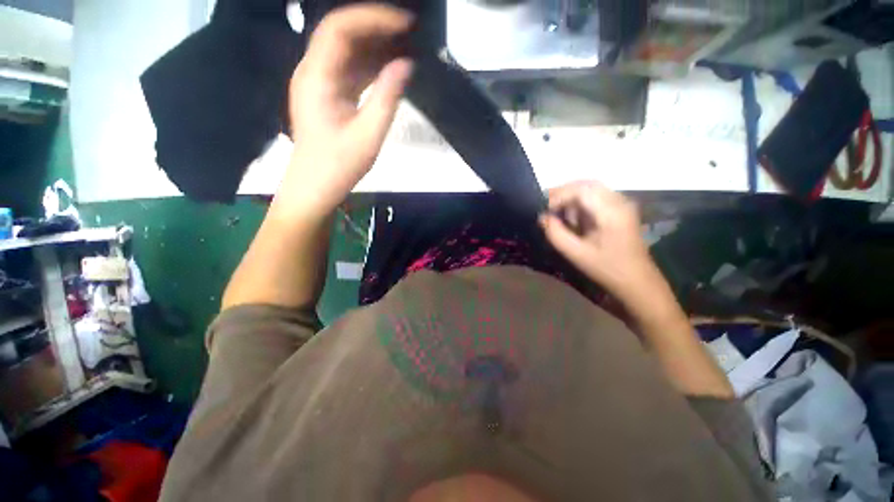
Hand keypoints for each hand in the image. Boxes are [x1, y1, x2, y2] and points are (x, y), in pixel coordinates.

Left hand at [278, 5, 413, 217]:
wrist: (315, 186)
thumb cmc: (339, 165)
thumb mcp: (369, 135)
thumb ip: (387, 98)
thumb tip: (406, 65)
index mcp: (317, 77)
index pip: (340, 29)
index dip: (372, 19)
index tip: (405, 24)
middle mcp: (313, 71)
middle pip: (341, 34)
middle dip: (375, 28)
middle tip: (408, 32)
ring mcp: (318, 82)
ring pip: (345, 51)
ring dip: (374, 46)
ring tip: (404, 46)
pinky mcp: (327, 94)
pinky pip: (348, 70)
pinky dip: (369, 65)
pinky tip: (389, 68)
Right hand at [539, 181, 655, 299]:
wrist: (637, 281)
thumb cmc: (606, 269)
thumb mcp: (576, 253)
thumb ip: (555, 234)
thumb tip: (542, 217)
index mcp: (610, 212)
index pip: (581, 190)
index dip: (558, 196)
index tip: (543, 210)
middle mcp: (619, 201)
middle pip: (586, 185)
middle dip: (563, 194)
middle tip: (546, 208)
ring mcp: (621, 204)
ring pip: (590, 189)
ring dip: (570, 198)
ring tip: (557, 214)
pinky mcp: (620, 210)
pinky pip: (595, 197)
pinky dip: (579, 203)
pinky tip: (572, 218)